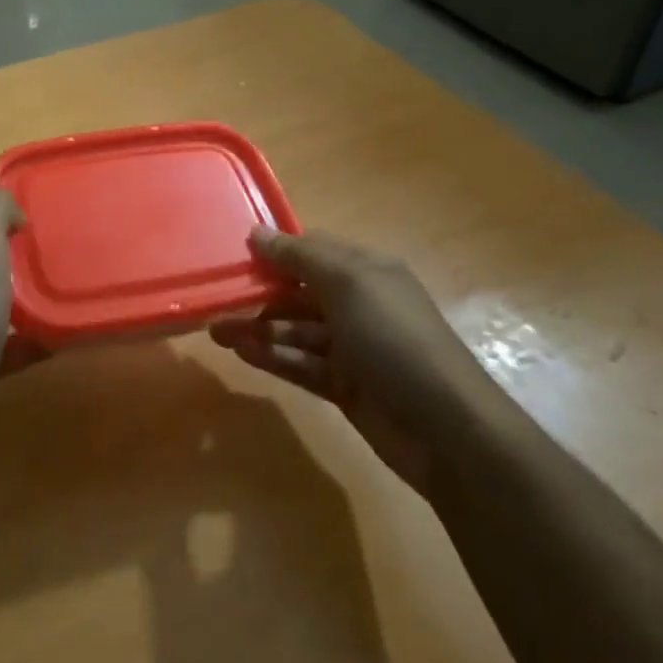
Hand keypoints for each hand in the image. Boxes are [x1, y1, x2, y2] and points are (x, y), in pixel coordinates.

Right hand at [209, 228, 510, 496]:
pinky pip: (300, 365)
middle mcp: (359, 305)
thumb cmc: (395, 340)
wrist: (447, 429)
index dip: (275, 252)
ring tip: (216, 332)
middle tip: (215, 300)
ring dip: (257, 329)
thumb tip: (257, 232)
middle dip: (259, 294)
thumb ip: (299, 257)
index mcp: (367, 272)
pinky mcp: (344, 387)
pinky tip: (241, 353)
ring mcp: (352, 349)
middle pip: (299, 292)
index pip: (313, 251)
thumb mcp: (348, 284)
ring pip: (295, 331)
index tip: (234, 257)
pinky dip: (273, 358)